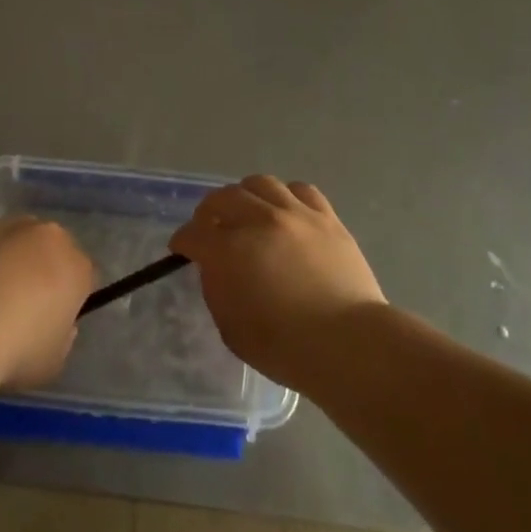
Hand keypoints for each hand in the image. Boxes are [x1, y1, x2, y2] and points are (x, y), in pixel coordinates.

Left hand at [0, 218, 96, 390]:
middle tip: (20, 302)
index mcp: (76, 266)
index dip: (69, 296)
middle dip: (40, 268)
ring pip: (14, 238)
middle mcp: (47, 235)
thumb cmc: (16, 350)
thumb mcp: (54, 359)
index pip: (82, 275)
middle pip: (49, 248)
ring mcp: (8, 225)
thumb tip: (52, 321)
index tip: (53, 317)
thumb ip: (62, 335)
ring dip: (8, 257)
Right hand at [171, 176, 385, 391]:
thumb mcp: (232, 328)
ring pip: (260, 184)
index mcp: (229, 251)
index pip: (194, 233)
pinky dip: (285, 196)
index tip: (181, 248)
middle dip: (208, 211)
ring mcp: (295, 214)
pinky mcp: (326, 217)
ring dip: (245, 195)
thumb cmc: (285, 347)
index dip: (183, 240)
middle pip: (223, 198)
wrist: (349, 343)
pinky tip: (285, 211)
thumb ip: (217, 288)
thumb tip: (216, 266)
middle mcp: (259, 221)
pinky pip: (300, 190)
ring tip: (247, 211)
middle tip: (209, 226)